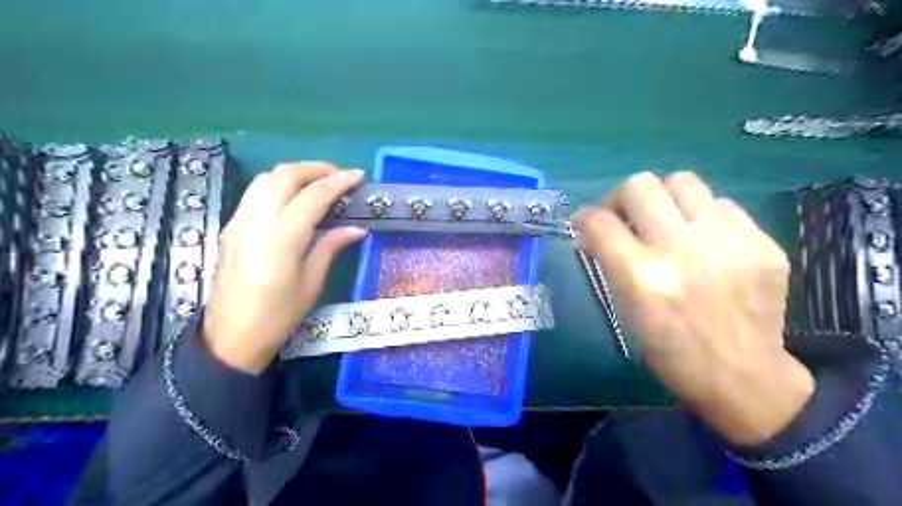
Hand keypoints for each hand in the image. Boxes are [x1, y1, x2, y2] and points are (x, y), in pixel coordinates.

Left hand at [205, 164, 364, 372]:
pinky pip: (255, 191)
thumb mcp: (312, 282)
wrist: (232, 335)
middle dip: (316, 168)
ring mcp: (239, 221)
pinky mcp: (231, 226)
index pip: (314, 195)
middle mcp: (257, 221)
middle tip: (340, 176)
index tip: (358, 176)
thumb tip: (357, 228)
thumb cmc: (278, 315)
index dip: (339, 181)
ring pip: (266, 178)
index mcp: (282, 238)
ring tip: (318, 181)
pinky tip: (293, 196)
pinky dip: (278, 183)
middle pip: (286, 175)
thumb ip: (331, 246)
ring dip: (295, 172)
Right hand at [574, 172, 815, 445]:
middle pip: (640, 186)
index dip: (585, 217)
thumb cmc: (670, 350)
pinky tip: (703, 240)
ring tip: (665, 220)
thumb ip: (608, 261)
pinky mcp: (762, 243)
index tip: (585, 222)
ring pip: (682, 181)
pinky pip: (721, 204)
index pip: (601, 222)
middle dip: (620, 197)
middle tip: (623, 215)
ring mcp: (728, 242)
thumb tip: (589, 231)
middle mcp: (683, 251)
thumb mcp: (626, 309)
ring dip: (662, 198)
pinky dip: (701, 216)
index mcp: (642, 277)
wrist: (743, 377)